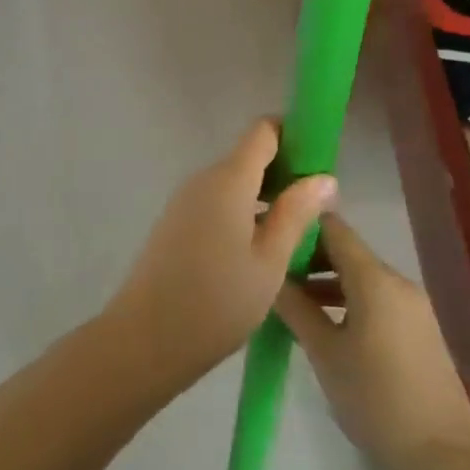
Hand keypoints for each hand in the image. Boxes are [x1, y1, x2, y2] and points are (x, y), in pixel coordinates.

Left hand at [104, 119, 335, 387]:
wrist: (146, 339)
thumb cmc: (217, 302)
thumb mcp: (270, 261)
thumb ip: (297, 213)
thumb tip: (324, 176)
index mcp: (228, 179)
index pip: (264, 131)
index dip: (294, 137)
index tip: (320, 165)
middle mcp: (203, 179)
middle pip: (249, 157)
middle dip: (285, 174)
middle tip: (316, 212)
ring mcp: (185, 201)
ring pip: (234, 183)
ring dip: (265, 198)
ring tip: (294, 237)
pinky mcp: (176, 223)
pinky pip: (217, 203)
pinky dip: (242, 214)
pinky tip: (259, 252)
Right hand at [275, 217, 469, 469]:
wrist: (445, 455)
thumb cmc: (376, 398)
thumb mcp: (325, 353)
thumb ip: (295, 308)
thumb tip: (270, 276)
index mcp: (374, 278)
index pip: (332, 227)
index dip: (298, 224)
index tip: (268, 235)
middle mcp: (396, 281)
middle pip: (345, 250)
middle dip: (308, 256)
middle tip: (271, 272)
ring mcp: (411, 304)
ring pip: (360, 276)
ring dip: (325, 280)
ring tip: (289, 300)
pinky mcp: (418, 328)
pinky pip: (375, 297)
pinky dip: (347, 299)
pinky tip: (322, 323)